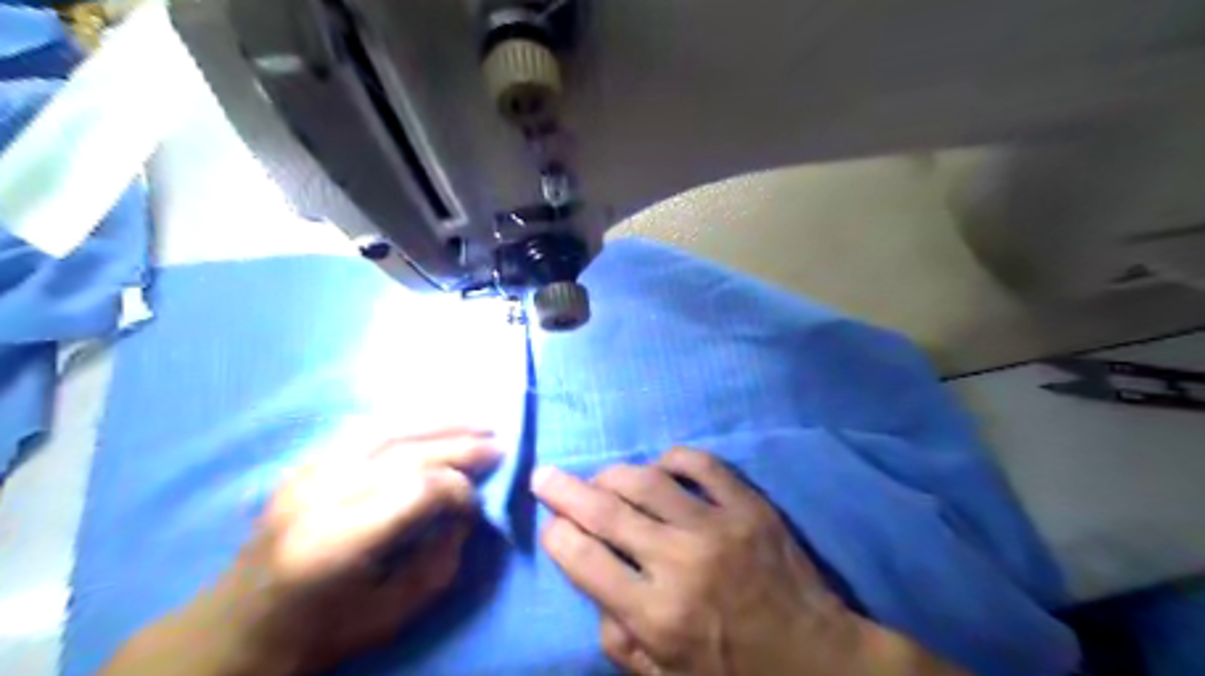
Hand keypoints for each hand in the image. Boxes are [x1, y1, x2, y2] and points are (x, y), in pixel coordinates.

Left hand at [101, 429, 497, 673]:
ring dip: (439, 422)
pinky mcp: (304, 464)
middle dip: (460, 447)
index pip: (418, 490)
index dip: (458, 491)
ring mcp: (306, 473)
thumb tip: (465, 510)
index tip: (475, 507)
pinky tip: (433, 422)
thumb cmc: (320, 631)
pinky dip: (407, 421)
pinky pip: (364, 429)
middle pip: (406, 453)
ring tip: (478, 422)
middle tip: (498, 445)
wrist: (237, 627)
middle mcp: (319, 496)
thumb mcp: (394, 613)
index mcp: (337, 541)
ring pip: (386, 429)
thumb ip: (441, 558)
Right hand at [530, 447, 965, 672]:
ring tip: (601, 477)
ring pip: (646, 479)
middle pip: (605, 510)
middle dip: (564, 490)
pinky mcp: (750, 505)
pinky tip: (660, 466)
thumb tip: (596, 585)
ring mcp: (718, 525)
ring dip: (613, 474)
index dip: (557, 535)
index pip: (584, 559)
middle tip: (545, 476)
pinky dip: (673, 458)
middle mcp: (680, 561)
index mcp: (657, 614)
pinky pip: (701, 464)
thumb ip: (621, 640)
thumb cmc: (739, 675)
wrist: (822, 662)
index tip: (551, 525)